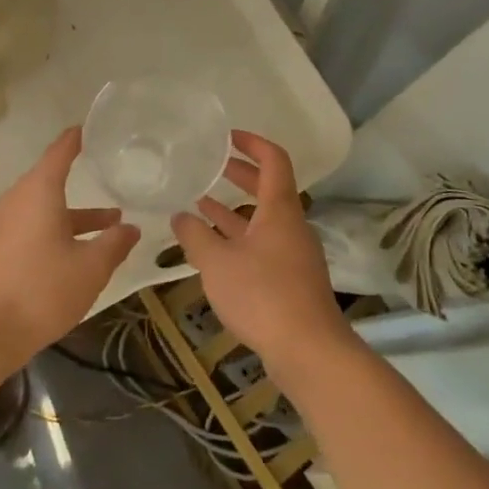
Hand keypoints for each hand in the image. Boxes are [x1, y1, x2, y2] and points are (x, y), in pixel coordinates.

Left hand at [0, 127, 139, 364]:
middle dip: (82, 178)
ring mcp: (5, 224)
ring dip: (76, 213)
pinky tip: (80, 249)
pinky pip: (34, 225)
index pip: (60, 151)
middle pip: (52, 179)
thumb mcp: (91, 268)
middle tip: (111, 173)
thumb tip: (133, 228)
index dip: (76, 139)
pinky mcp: (0, 247)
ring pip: (45, 207)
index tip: (92, 128)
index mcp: (39, 191)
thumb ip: (114, 243)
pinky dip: (58, 227)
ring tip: (112, 222)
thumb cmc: (43, 290)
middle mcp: (18, 199)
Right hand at [171, 131, 351, 379]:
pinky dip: (239, 237)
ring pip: (263, 220)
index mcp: (279, 210)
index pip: (274, 160)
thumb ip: (195, 237)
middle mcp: (291, 226)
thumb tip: (179, 216)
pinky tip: (215, 249)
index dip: (253, 143)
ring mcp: (293, 254)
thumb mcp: (218, 263)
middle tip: (211, 166)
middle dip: (240, 174)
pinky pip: (263, 245)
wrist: (309, 351)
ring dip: (235, 210)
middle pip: (268, 188)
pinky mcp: (291, 281)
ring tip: (201, 204)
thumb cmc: (263, 296)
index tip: (228, 137)